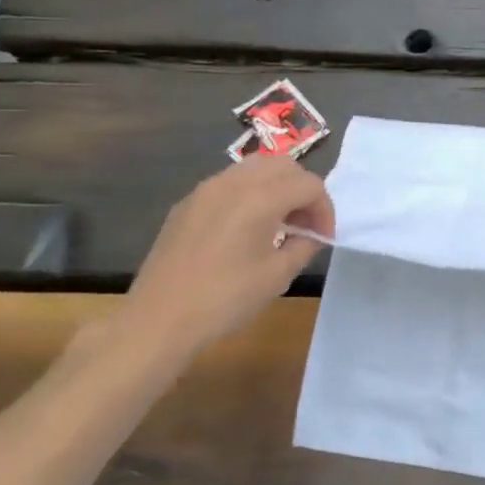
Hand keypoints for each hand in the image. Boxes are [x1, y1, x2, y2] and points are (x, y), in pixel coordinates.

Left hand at [107, 155, 335, 370]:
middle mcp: (234, 182)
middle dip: (303, 190)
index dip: (325, 209)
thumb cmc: (225, 299)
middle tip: (307, 224)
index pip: (309, 185)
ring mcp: (206, 189)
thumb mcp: (278, 275)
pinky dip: (250, 194)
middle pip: (284, 165)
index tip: (324, 237)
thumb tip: (310, 234)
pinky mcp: (188, 203)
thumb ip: (304, 245)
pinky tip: (246, 229)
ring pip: (255, 168)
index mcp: (260, 197)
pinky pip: (230, 183)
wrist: (159, 319)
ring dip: (277, 187)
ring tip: (280, 222)